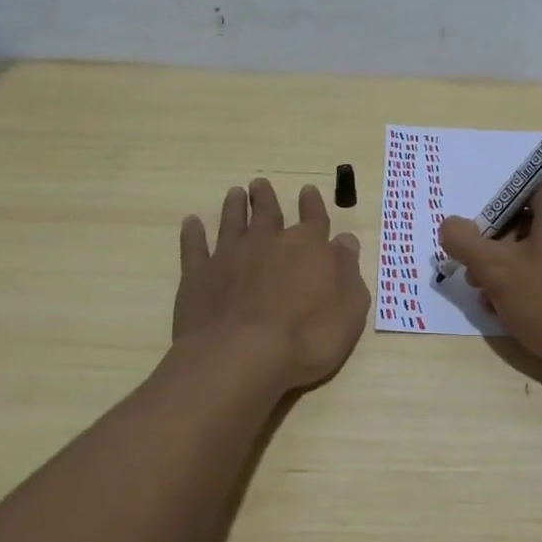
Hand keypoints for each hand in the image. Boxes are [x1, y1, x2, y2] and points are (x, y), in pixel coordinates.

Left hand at [173, 178, 369, 393]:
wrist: (242, 357)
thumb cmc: (307, 337)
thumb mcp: (349, 308)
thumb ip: (348, 270)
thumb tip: (345, 241)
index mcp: (308, 246)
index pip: (314, 217)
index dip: (313, 204)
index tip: (308, 190)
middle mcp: (268, 241)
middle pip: (268, 211)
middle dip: (266, 197)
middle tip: (260, 184)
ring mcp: (230, 255)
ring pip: (232, 221)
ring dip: (234, 206)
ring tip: (235, 193)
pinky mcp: (198, 275)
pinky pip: (194, 247)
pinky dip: (193, 234)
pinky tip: (191, 223)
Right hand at [437, 178, 541, 376]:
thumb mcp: (496, 270)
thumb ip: (465, 241)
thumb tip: (450, 224)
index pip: (519, 191)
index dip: (491, 219)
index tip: (476, 251)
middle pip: (530, 222)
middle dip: (498, 251)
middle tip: (478, 283)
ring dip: (515, 273)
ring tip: (496, 306)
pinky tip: (526, 316)